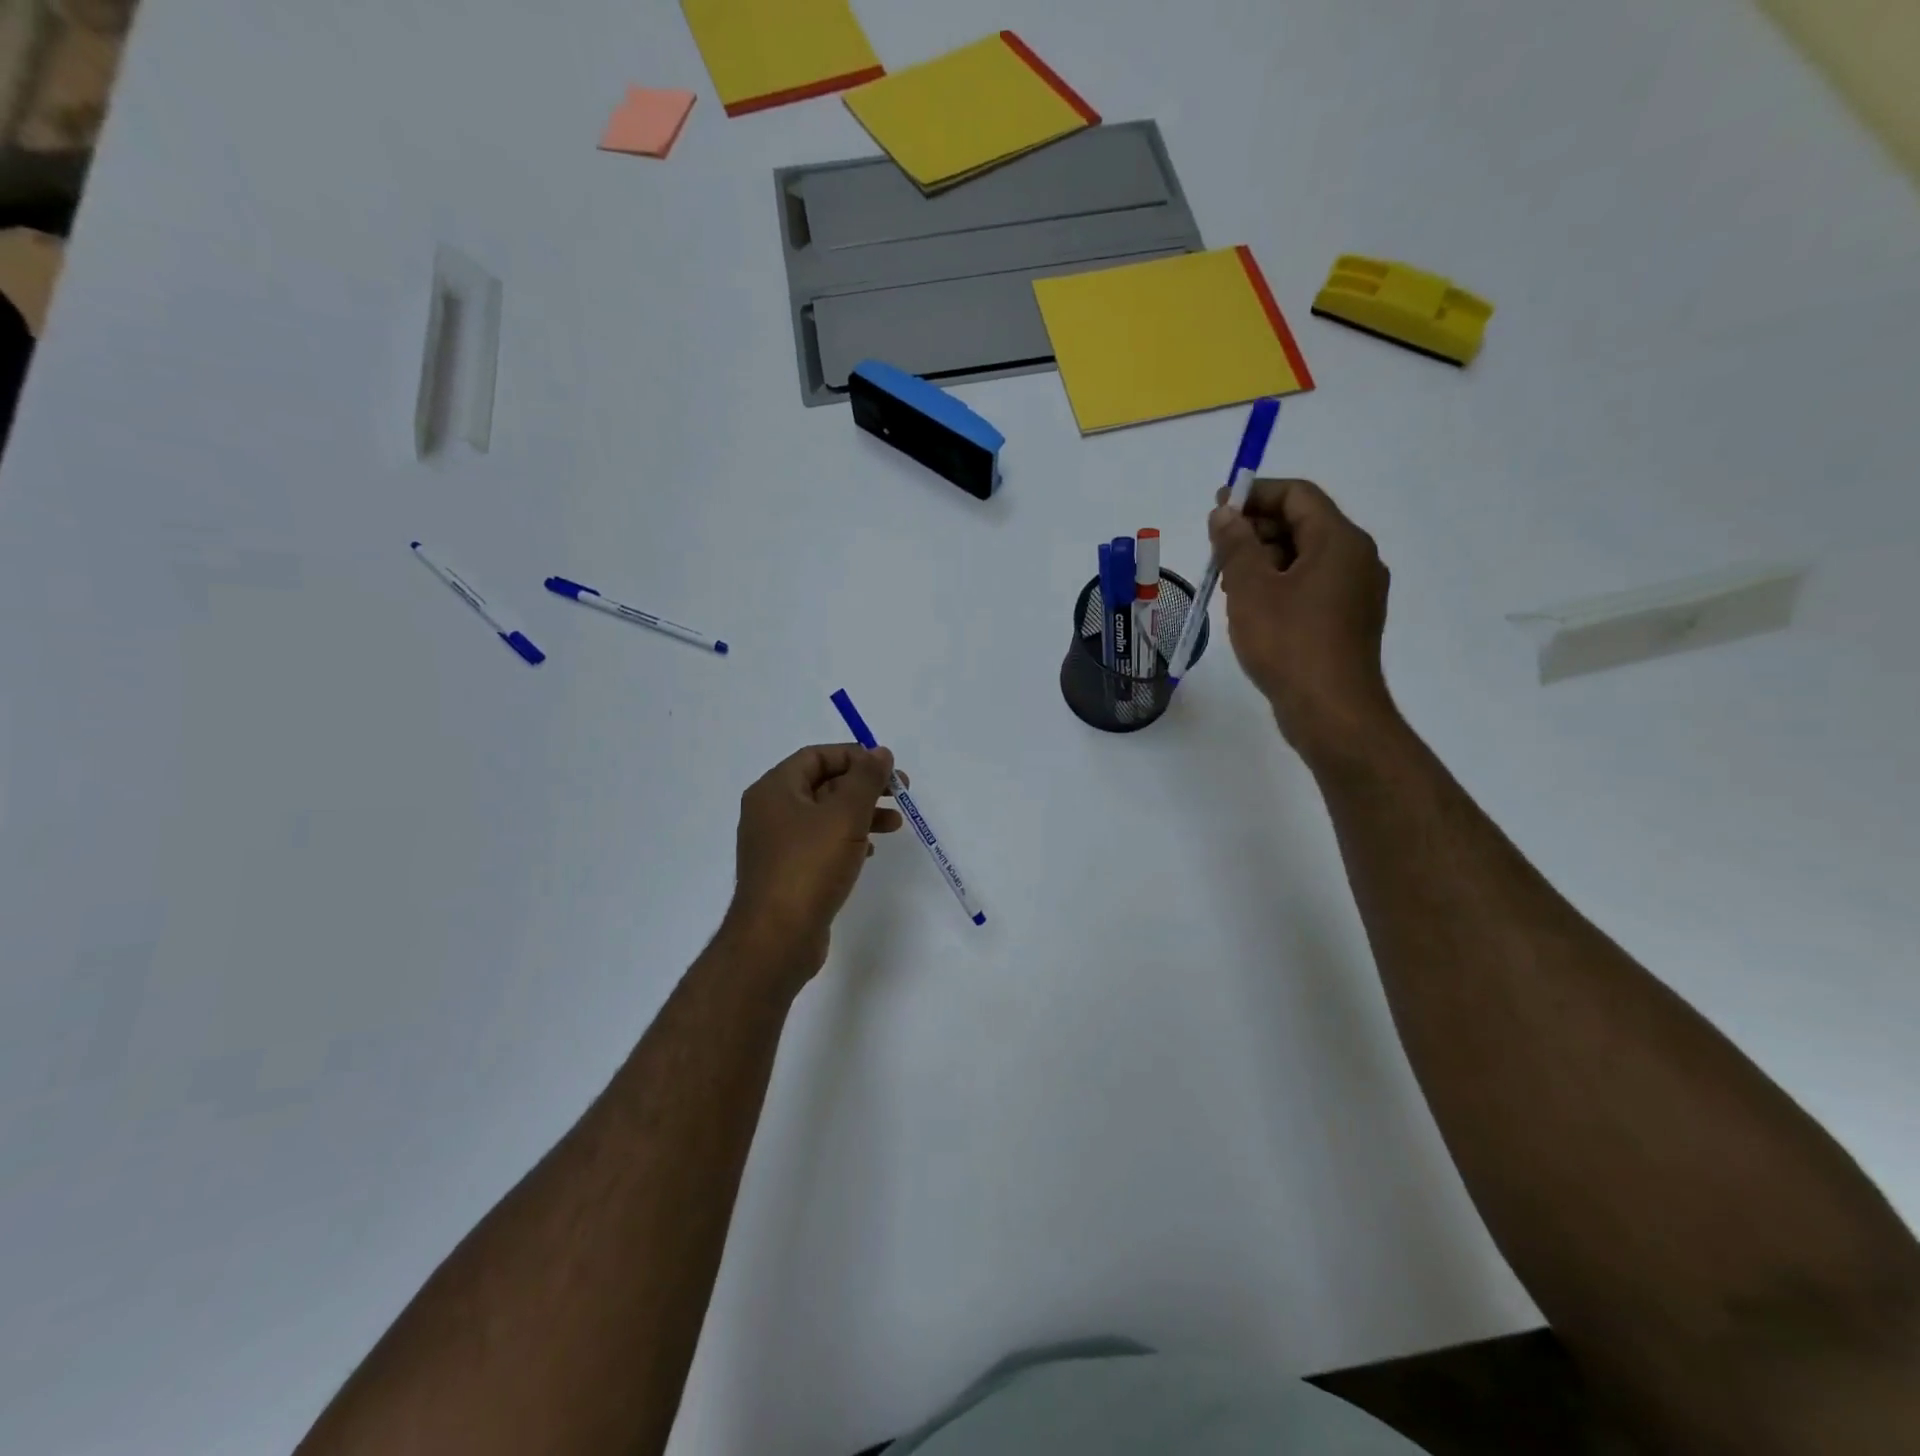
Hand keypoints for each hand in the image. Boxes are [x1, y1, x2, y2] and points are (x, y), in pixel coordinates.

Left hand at [726, 743, 904, 978]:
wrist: (777, 938)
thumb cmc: (810, 866)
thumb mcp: (845, 815)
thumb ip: (866, 779)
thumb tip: (880, 752)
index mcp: (774, 790)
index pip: (816, 756)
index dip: (854, 756)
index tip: (888, 769)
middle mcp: (769, 812)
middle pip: (822, 784)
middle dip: (864, 787)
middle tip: (900, 795)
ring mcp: (776, 845)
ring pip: (825, 816)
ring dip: (861, 814)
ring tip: (896, 825)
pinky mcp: (786, 873)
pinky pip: (820, 844)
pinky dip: (847, 840)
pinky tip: (870, 852)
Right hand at [1209, 478, 1397, 759]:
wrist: (1332, 711)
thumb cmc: (1289, 643)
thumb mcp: (1251, 589)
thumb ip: (1236, 544)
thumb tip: (1224, 513)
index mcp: (1340, 541)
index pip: (1297, 495)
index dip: (1255, 494)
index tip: (1217, 507)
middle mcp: (1357, 559)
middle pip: (1303, 524)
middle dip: (1256, 530)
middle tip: (1216, 550)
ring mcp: (1356, 592)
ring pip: (1305, 558)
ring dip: (1264, 560)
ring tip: (1227, 583)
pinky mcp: (1348, 621)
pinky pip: (1312, 587)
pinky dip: (1280, 585)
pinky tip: (1251, 608)